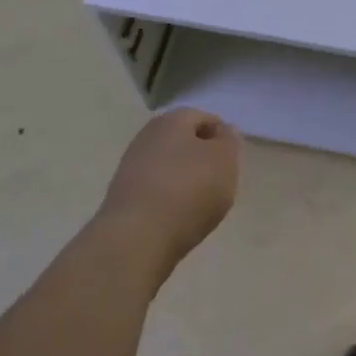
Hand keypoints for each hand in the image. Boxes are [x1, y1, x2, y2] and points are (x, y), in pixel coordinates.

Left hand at [97, 108, 240, 283]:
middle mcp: (147, 135)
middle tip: (219, 180)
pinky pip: (155, 188)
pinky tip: (178, 216)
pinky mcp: (123, 194)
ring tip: (201, 203)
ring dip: (185, 178)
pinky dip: (169, 197)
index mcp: (173, 119)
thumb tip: (223, 131)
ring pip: (168, 164)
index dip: (222, 136)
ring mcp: (131, 165)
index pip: (204, 118)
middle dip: (202, 157)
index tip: (232, 161)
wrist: (137, 237)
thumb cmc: (189, 190)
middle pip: (183, 140)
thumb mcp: (224, 161)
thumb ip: (229, 141)